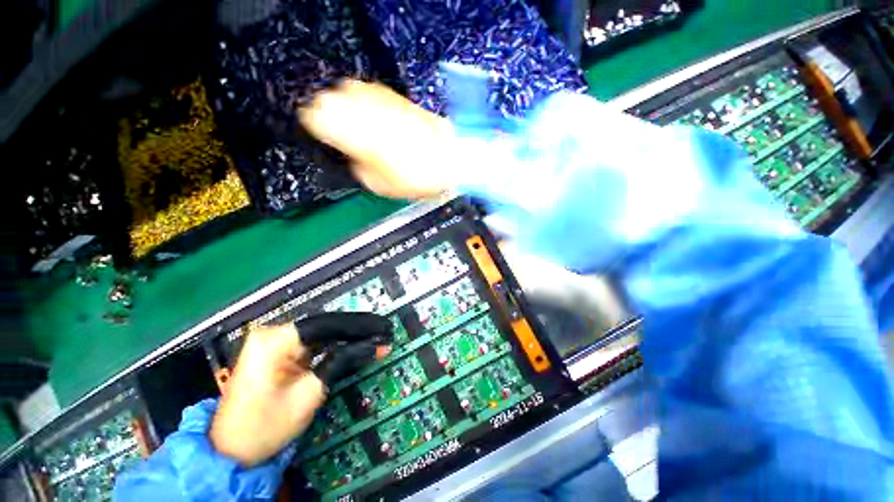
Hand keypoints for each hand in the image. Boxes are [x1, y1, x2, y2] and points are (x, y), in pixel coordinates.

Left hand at [209, 312, 392, 465]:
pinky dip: (336, 346)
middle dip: (357, 329)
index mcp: (275, 340)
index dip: (359, 325)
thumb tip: (376, 344)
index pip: (327, 324)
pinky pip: (315, 343)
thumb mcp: (309, 394)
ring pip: (323, 332)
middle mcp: (274, 333)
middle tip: (385, 330)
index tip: (384, 327)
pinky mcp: (280, 352)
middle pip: (326, 325)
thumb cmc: (266, 427)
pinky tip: (356, 344)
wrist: (230, 452)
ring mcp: (276, 342)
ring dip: (349, 337)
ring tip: (376, 336)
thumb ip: (343, 361)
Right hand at [300, 80, 453, 198]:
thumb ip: (357, 165)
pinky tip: (375, 117)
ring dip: (348, 106)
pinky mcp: (395, 95)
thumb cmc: (411, 177)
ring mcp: (378, 97)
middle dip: (330, 114)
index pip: (314, 116)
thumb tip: (354, 155)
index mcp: (349, 130)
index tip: (321, 135)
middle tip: (339, 131)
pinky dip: (366, 103)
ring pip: (347, 90)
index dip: (315, 126)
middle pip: (328, 98)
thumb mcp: (376, 183)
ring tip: (357, 124)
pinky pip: (370, 92)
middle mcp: (358, 106)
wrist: (446, 158)